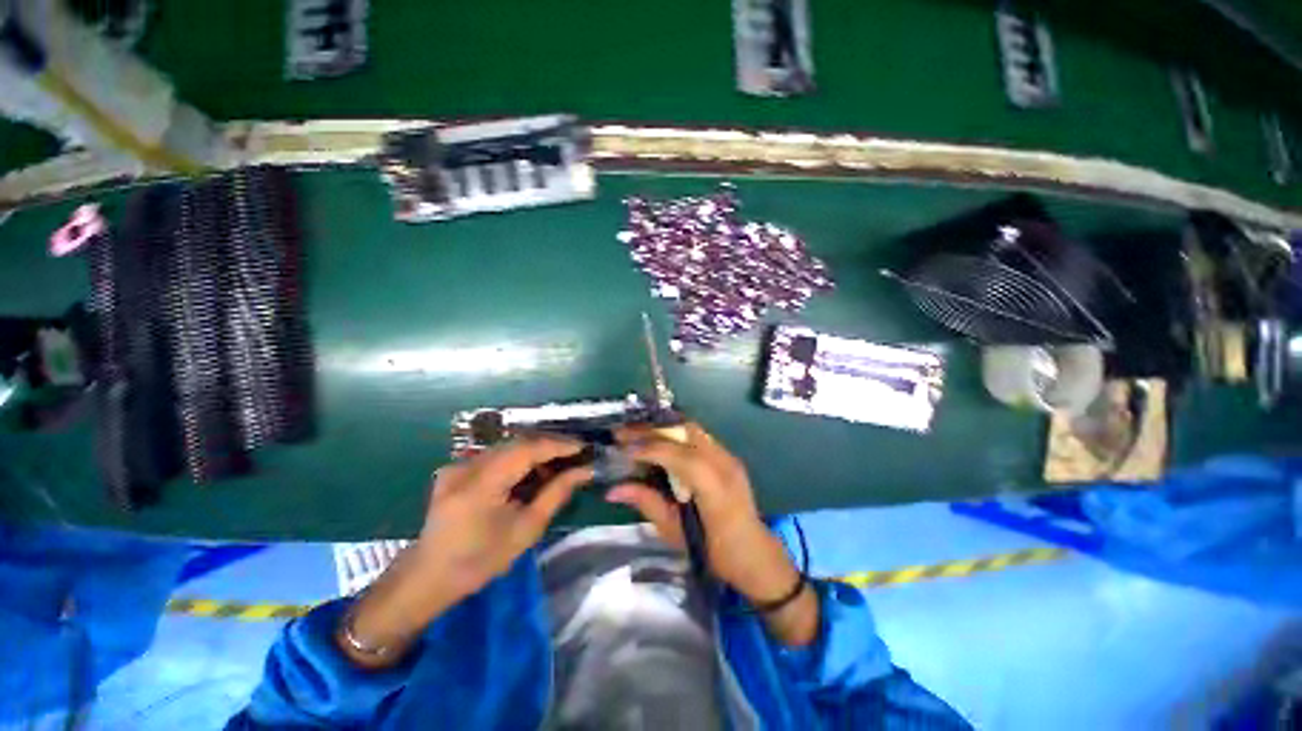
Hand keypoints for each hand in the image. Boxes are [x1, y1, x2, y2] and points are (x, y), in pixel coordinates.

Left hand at [414, 435, 593, 597]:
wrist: (429, 577)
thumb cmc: (481, 561)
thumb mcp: (526, 530)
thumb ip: (556, 494)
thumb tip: (584, 471)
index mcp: (481, 484)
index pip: (528, 449)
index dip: (559, 444)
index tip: (584, 447)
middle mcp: (467, 466)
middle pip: (518, 443)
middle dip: (550, 446)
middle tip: (576, 455)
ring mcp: (459, 465)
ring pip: (508, 447)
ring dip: (535, 452)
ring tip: (558, 464)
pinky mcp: (456, 469)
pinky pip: (495, 455)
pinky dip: (518, 459)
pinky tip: (531, 472)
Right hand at [609, 423, 816, 644]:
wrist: (753, 552)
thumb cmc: (713, 552)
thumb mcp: (675, 532)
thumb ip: (646, 503)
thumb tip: (612, 489)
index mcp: (715, 489)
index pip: (680, 456)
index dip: (650, 448)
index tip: (622, 449)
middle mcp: (724, 464)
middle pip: (685, 432)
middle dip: (651, 430)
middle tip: (622, 434)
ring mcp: (728, 456)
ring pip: (691, 428)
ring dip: (661, 428)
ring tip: (635, 433)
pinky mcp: (727, 455)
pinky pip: (696, 435)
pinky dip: (673, 433)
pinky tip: (657, 438)